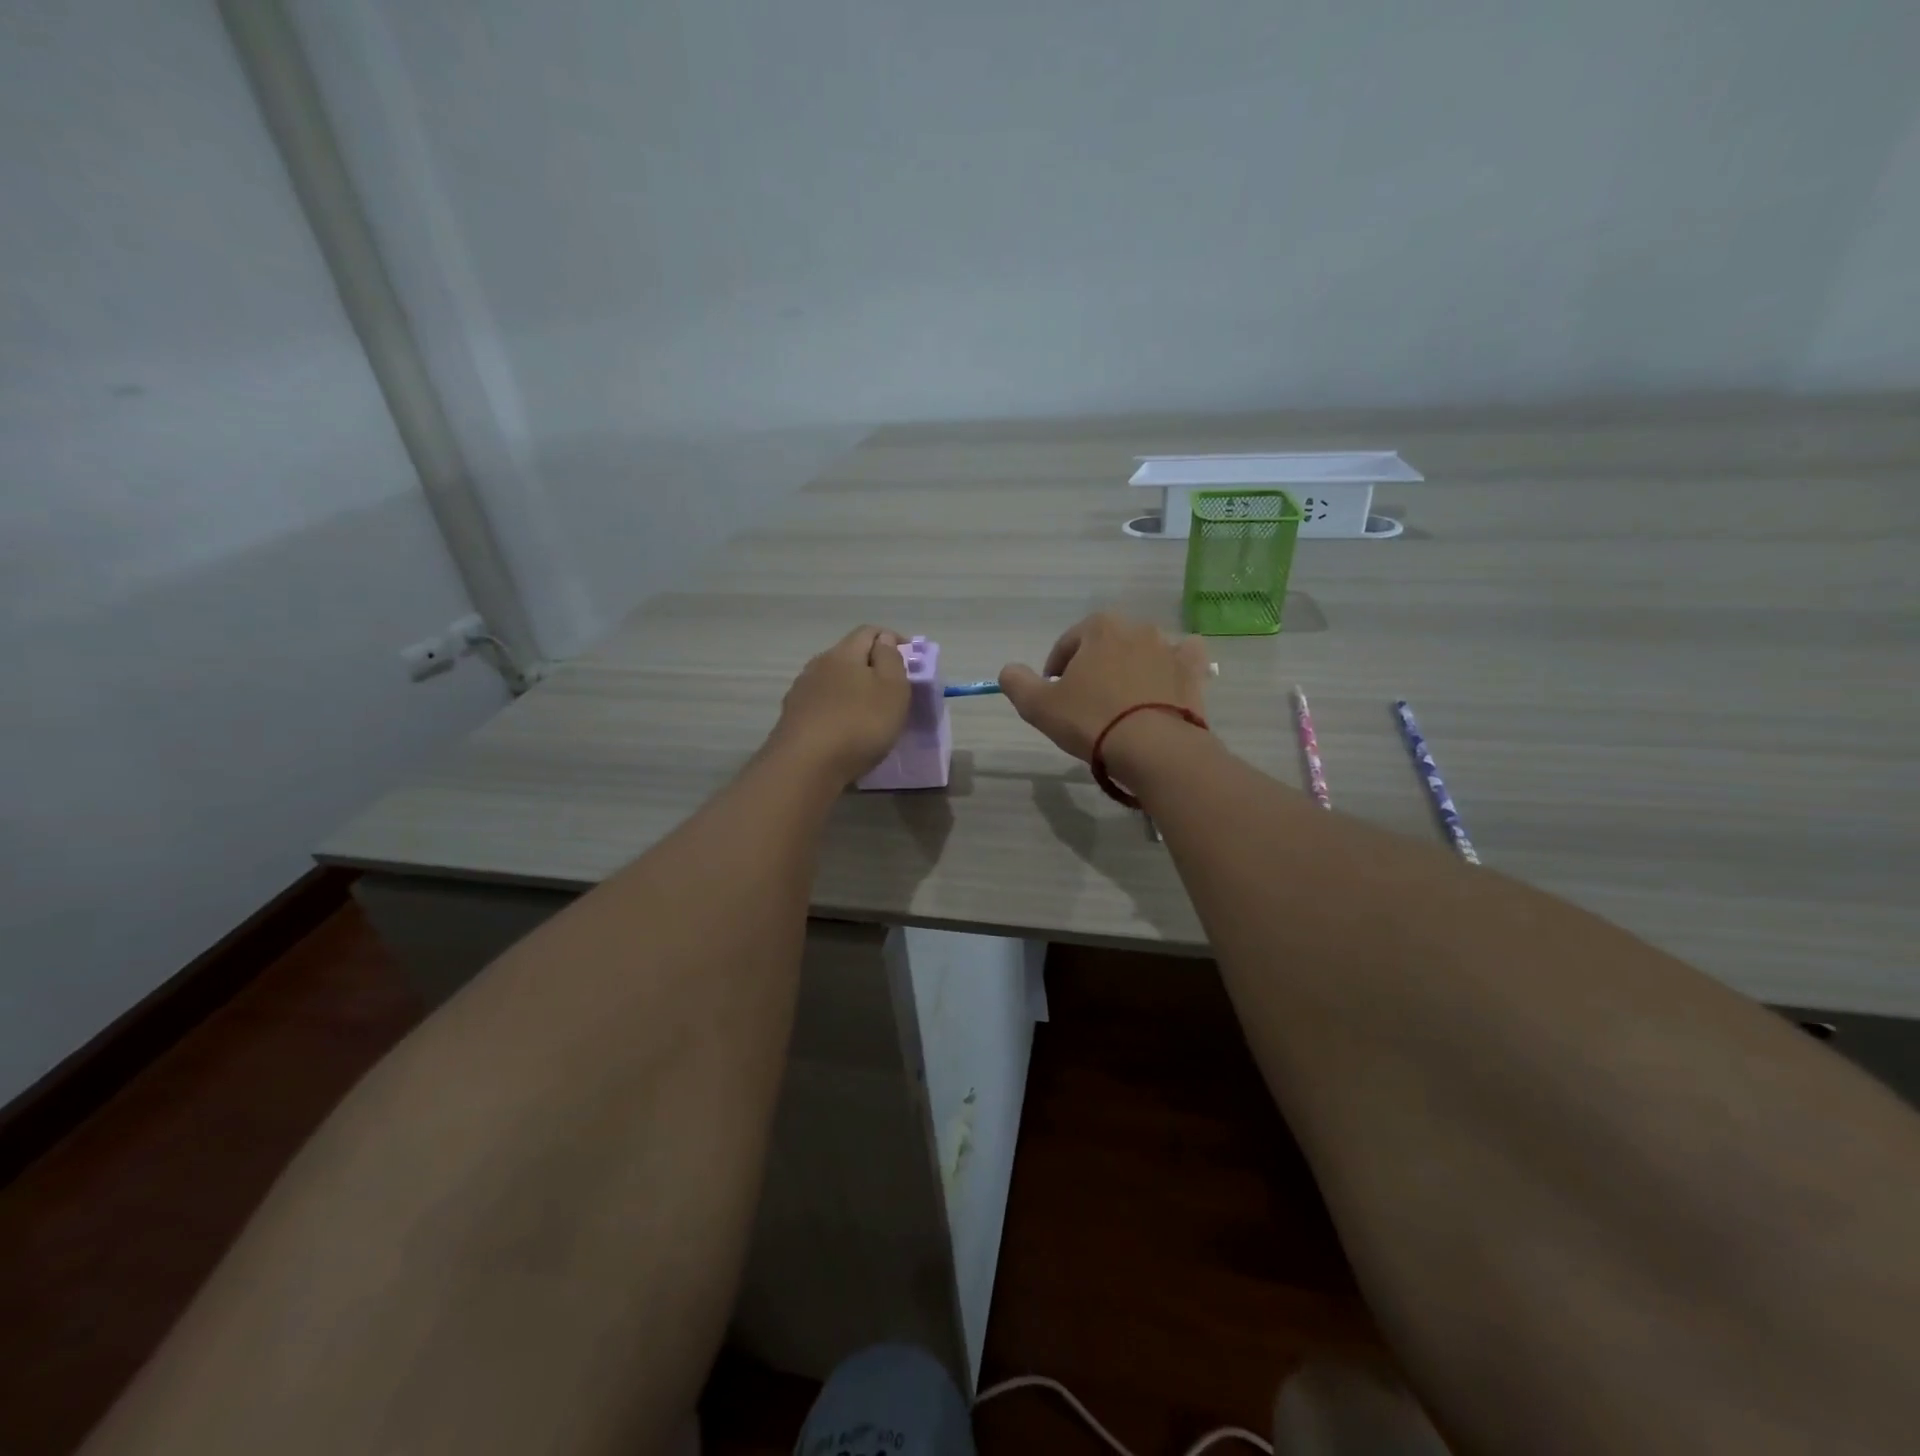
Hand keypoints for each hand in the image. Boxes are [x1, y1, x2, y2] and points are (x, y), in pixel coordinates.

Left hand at [770, 625, 910, 784]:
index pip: (869, 631)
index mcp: (844, 653)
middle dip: (872, 666)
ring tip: (869, 713)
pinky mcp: (792, 718)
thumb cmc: (859, 724)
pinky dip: (837, 710)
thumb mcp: (892, 689)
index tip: (910, 659)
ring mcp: (801, 692)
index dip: (892, 639)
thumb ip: (891, 659)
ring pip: (833, 681)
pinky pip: (822, 705)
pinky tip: (845, 730)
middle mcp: (818, 665)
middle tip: (893, 689)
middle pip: (849, 655)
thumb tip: (883, 640)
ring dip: (852, 689)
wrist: (805, 766)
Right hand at [998, 612, 1210, 762]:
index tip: (1054, 697)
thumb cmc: (1091, 721)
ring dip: (1130, 668)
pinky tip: (1164, 685)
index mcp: (1099, 627)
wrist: (1153, 748)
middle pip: (1106, 646)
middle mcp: (1137, 628)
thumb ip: (1017, 683)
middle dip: (1094, 667)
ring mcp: (1170, 648)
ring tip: (1122, 703)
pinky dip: (1173, 666)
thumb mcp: (1038, 706)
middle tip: (1086, 702)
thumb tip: (1009, 670)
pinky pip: (1183, 659)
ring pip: (1143, 651)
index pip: (1068, 644)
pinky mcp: (1193, 671)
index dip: (1056, 670)